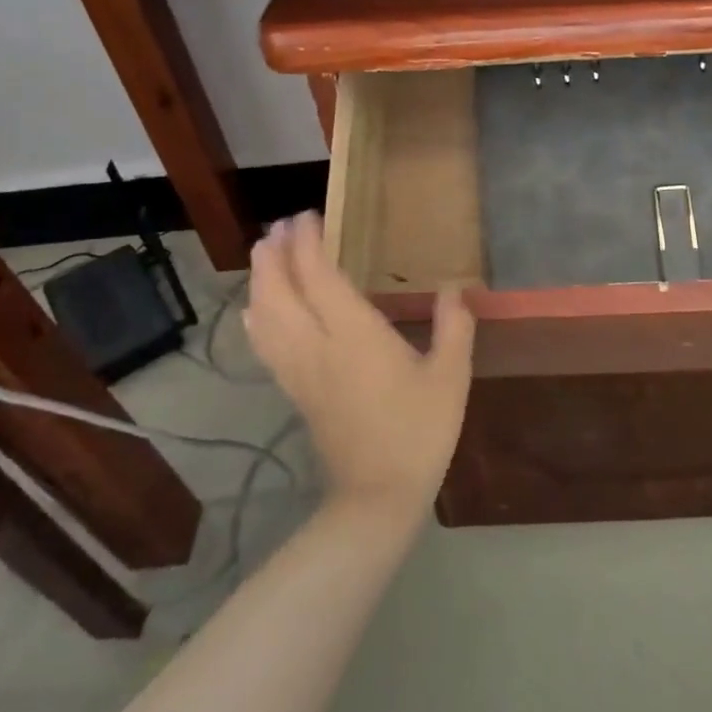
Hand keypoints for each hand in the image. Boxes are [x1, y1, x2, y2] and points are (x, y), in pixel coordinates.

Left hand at [243, 212, 474, 513]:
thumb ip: (454, 327)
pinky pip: (264, 344)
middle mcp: (316, 346)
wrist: (378, 494)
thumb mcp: (451, 377)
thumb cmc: (420, 431)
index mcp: (354, 335)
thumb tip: (455, 288)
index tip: (307, 216)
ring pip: (264, 316)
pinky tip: (257, 310)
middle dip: (274, 254)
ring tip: (266, 256)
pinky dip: (256, 317)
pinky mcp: (294, 391)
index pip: (317, 277)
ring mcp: (299, 370)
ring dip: (260, 280)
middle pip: (278, 290)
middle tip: (281, 227)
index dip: (307, 243)